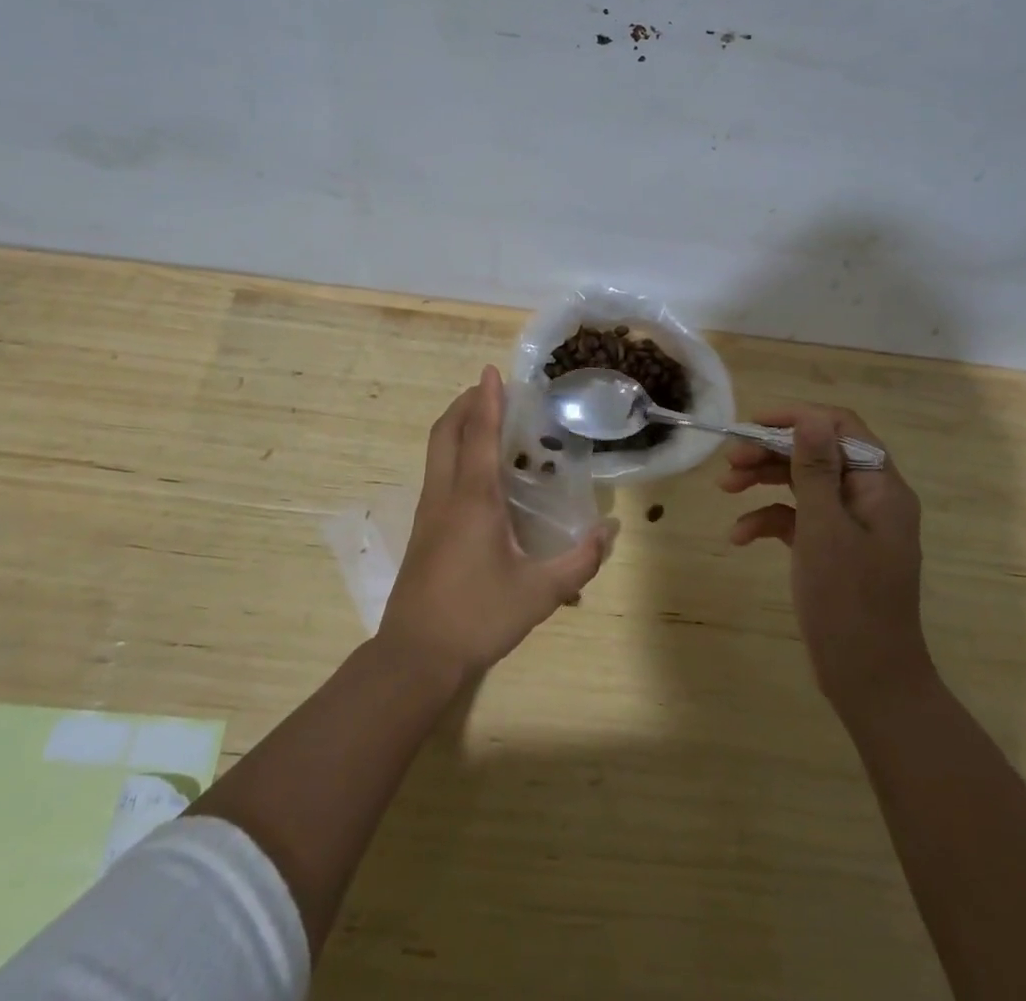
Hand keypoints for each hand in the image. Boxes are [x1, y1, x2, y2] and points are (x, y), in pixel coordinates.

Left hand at [379, 366, 616, 682]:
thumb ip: (579, 561)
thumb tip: (610, 531)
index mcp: (474, 499)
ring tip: (485, 422)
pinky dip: (454, 453)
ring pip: (436, 451)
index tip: (492, 370)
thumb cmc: (478, 616)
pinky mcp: (423, 531)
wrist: (416, 655)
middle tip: (490, 391)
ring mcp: (428, 512)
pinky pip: (437, 473)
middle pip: (446, 432)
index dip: (488, 400)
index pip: (480, 435)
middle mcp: (446, 495)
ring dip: (457, 426)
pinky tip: (478, 476)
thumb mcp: (539, 593)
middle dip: (465, 403)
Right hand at [720, 405, 929, 713]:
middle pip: (817, 453)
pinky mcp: (833, 549)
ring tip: (725, 489)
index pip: (840, 428)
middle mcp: (868, 498)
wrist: (870, 681)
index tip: (753, 425)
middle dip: (771, 451)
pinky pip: (798, 519)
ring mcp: (851, 525)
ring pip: (803, 483)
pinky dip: (769, 520)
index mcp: (880, 487)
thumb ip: (815, 470)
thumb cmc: (849, 601)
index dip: (797, 418)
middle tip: (730, 461)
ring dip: (764, 481)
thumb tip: (810, 418)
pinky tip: (740, 537)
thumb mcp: (825, 529)